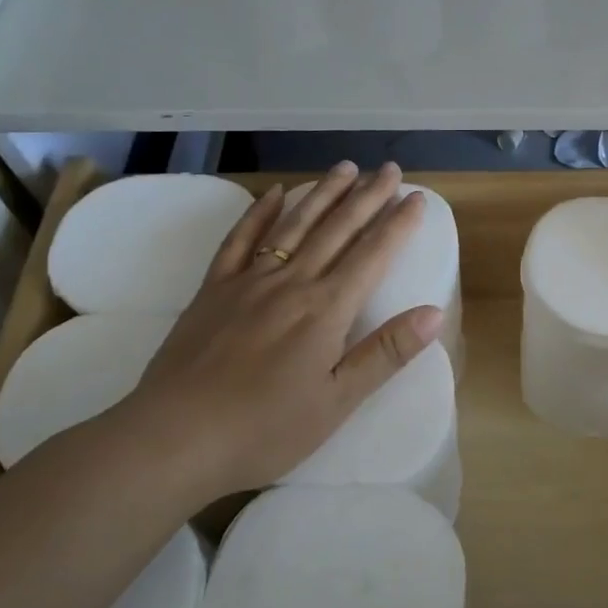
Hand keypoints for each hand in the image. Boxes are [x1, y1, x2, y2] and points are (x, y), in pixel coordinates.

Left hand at [111, 162, 441, 503]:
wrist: (173, 439)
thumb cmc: (265, 430)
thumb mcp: (337, 402)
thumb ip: (385, 353)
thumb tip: (434, 313)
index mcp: (326, 309)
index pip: (373, 255)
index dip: (398, 224)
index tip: (417, 198)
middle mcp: (291, 283)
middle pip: (337, 230)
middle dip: (367, 197)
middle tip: (389, 169)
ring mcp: (248, 282)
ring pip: (293, 225)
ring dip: (322, 194)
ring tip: (345, 168)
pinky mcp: (213, 290)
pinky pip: (240, 240)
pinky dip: (259, 214)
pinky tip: (274, 194)